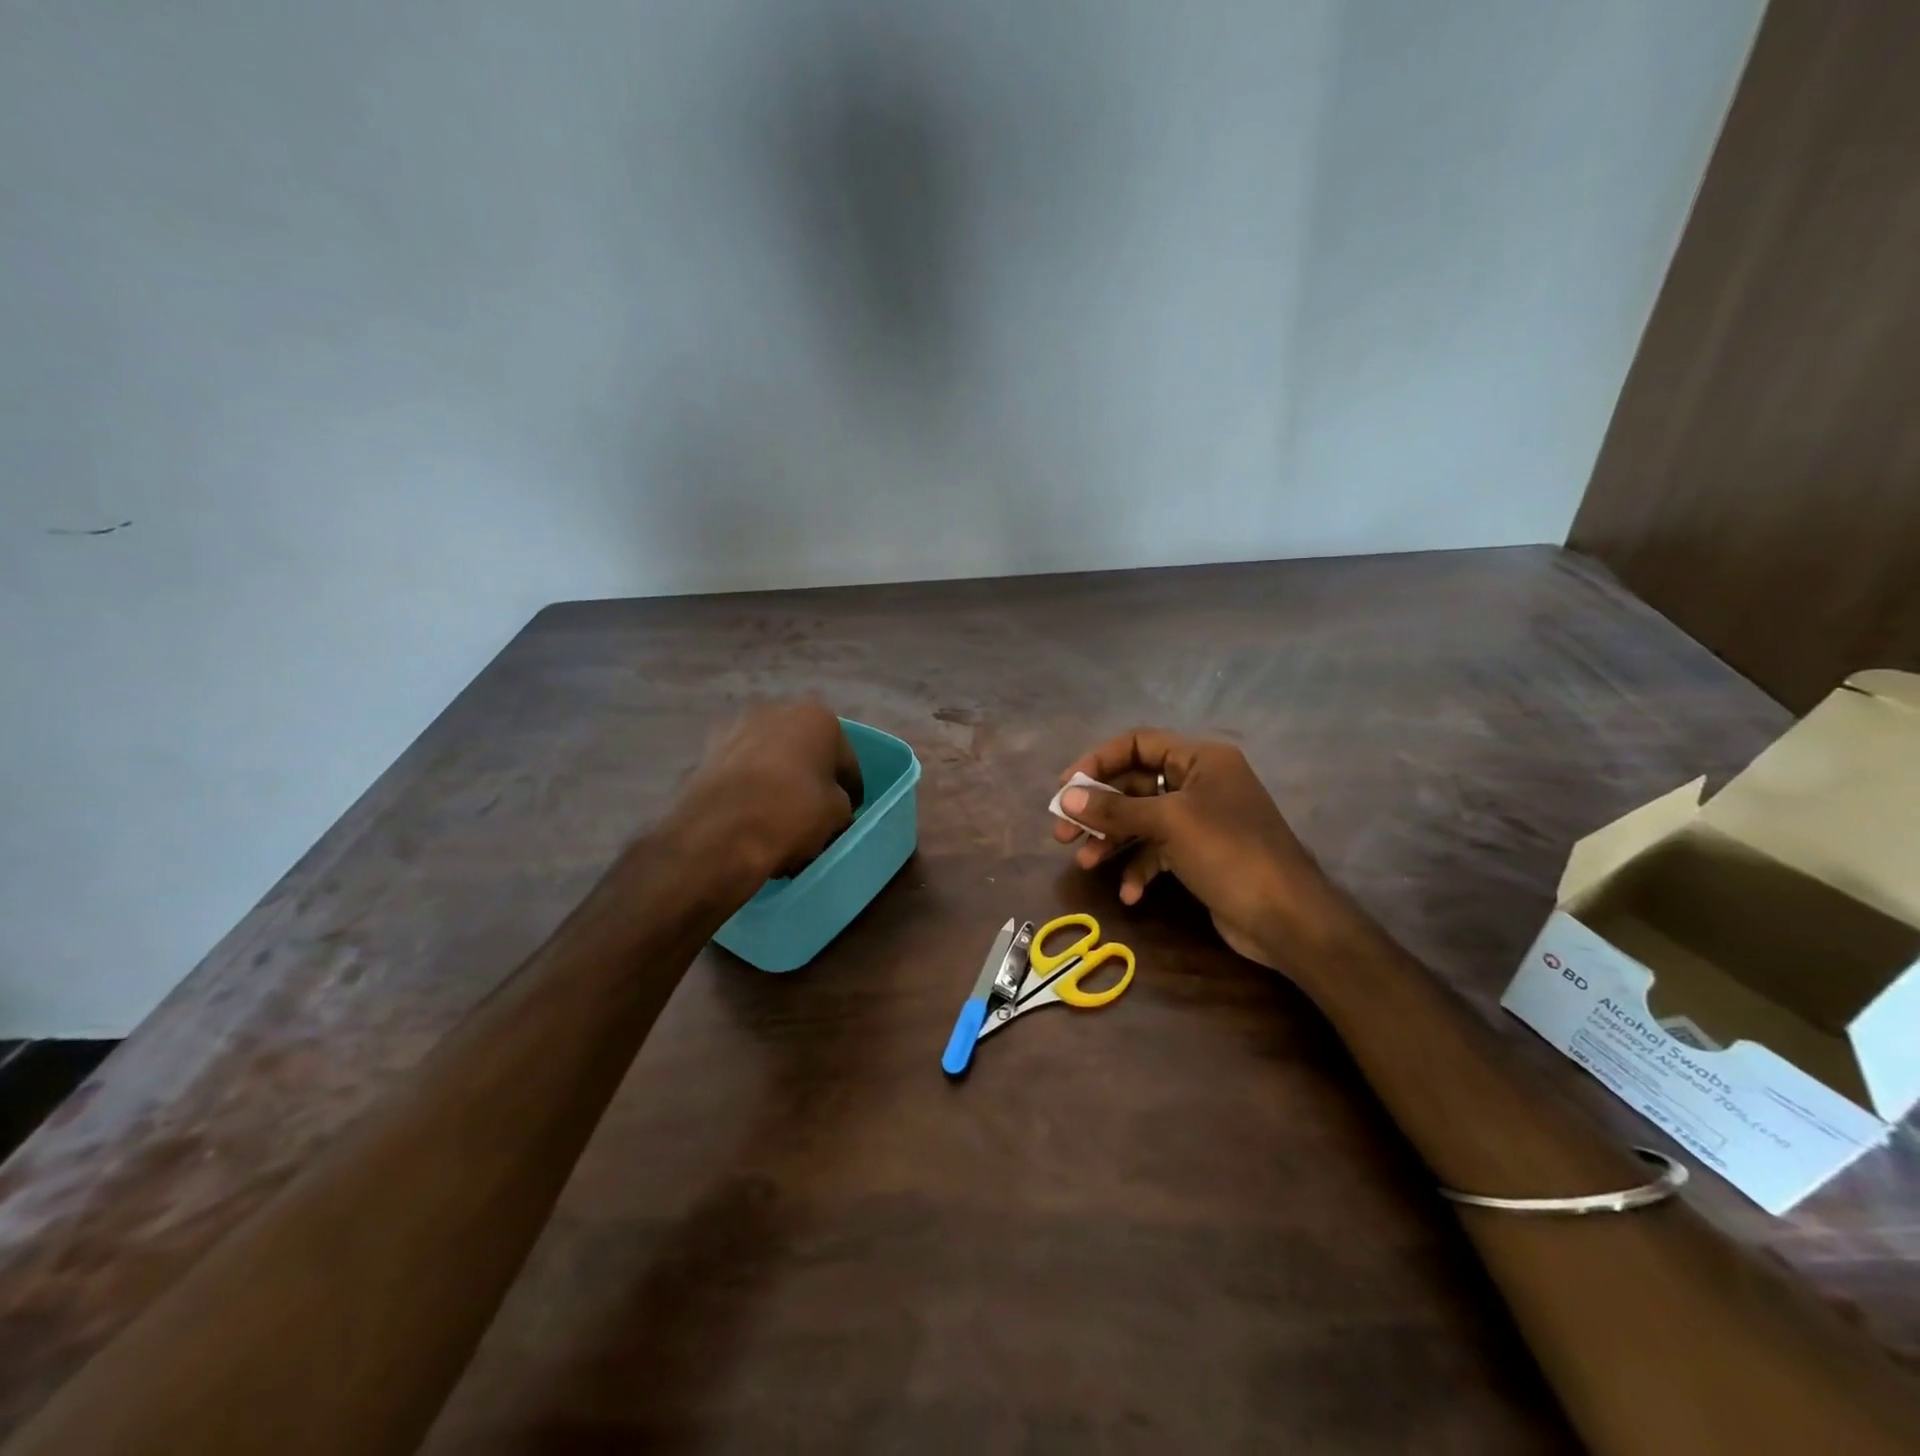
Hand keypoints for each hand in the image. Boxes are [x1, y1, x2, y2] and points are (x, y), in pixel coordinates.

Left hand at [675, 700, 863, 883]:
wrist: (721, 832)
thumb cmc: (793, 812)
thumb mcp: (838, 815)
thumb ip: (840, 803)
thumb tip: (831, 806)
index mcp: (818, 717)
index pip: (845, 760)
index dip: (850, 790)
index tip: (848, 813)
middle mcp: (776, 710)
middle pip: (804, 750)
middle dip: (809, 776)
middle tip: (813, 811)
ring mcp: (736, 727)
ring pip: (770, 758)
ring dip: (776, 778)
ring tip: (778, 815)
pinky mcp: (706, 751)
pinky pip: (740, 770)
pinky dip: (748, 786)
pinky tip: (750, 815)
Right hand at [1052, 729, 1341, 968]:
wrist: (1287, 918)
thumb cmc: (1229, 853)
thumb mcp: (1169, 823)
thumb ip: (1115, 809)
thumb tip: (1067, 798)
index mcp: (1201, 759)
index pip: (1138, 743)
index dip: (1099, 761)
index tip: (1066, 787)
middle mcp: (1200, 783)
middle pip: (1136, 785)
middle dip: (1099, 809)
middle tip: (1062, 832)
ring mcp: (1201, 820)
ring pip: (1143, 820)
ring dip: (1113, 840)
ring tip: (1084, 863)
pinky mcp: (1200, 854)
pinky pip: (1159, 851)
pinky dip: (1141, 868)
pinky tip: (1129, 894)